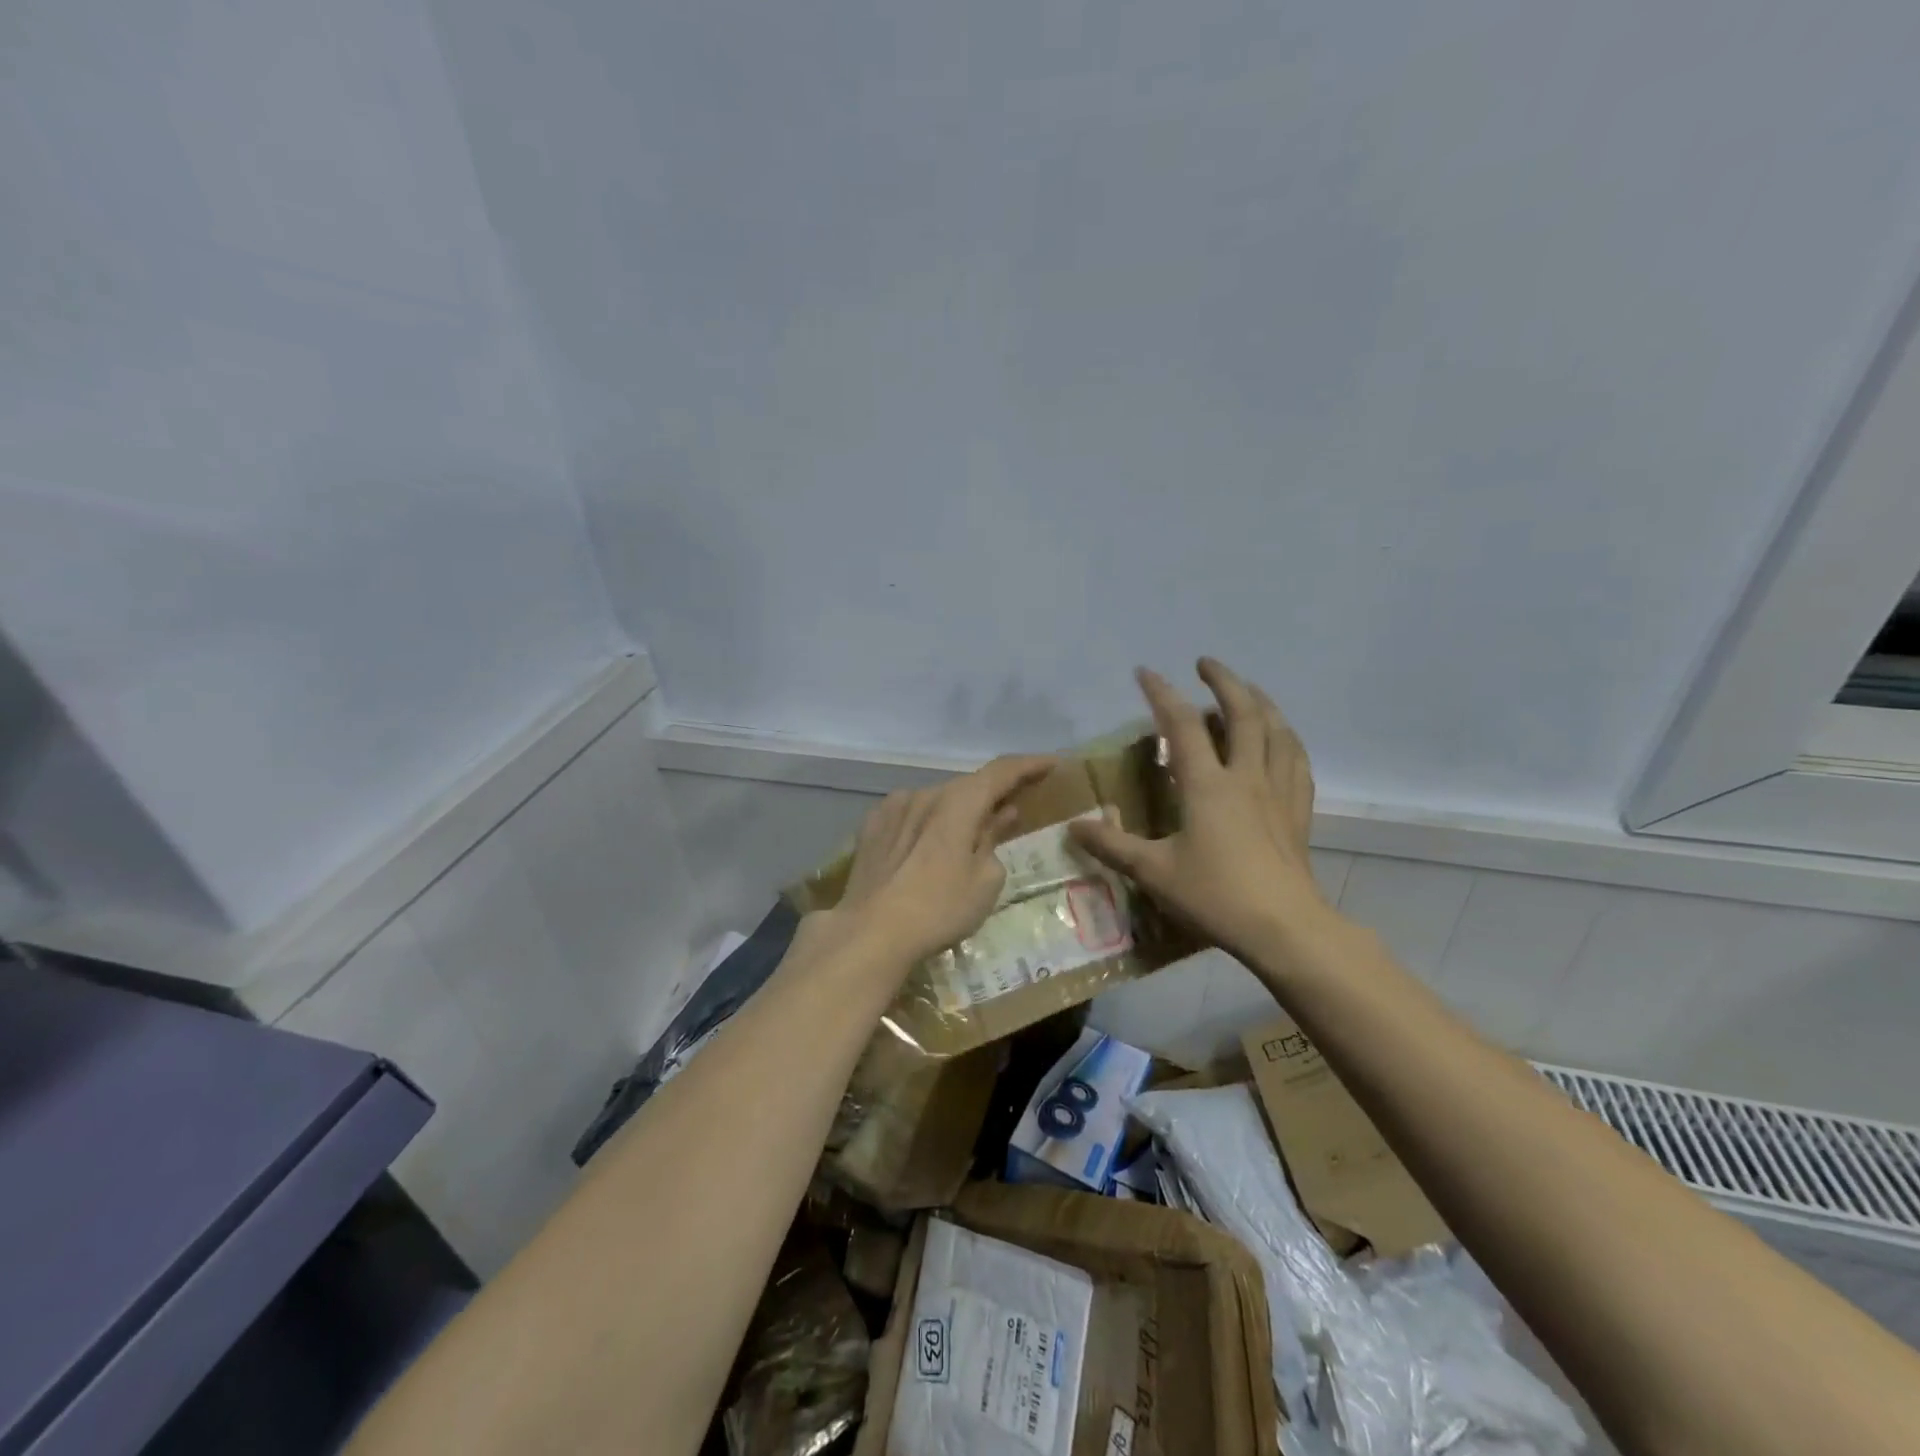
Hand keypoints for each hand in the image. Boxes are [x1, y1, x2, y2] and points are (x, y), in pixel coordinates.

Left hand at [832, 754, 1057, 964]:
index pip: (1001, 771)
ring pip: (936, 801)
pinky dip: (928, 822)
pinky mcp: (871, 826)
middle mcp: (925, 793)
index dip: (1029, 765)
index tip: (1051, 764)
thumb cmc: (939, 908)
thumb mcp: (984, 881)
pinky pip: (910, 814)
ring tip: (967, 835)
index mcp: (958, 802)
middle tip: (1013, 808)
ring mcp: (893, 807)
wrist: (870, 933)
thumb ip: (993, 840)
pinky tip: (929, 844)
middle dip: (992, 794)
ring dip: (957, 811)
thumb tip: (1000, 816)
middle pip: (967, 786)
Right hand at [1071, 659, 1329, 962]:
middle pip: (1243, 713)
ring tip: (1247, 691)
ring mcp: (1277, 792)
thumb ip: (1113, 846)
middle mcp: (1245, 777)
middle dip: (1224, 681)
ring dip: (1260, 702)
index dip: (1162, 693)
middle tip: (1206, 664)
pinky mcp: (1298, 813)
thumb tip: (1074, 826)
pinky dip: (1286, 740)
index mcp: (1207, 785)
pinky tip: (1282, 741)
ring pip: (1276, 731)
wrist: (1284, 929)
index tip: (1146, 671)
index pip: (1183, 725)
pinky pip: (1297, 763)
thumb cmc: (1216, 896)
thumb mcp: (1154, 873)